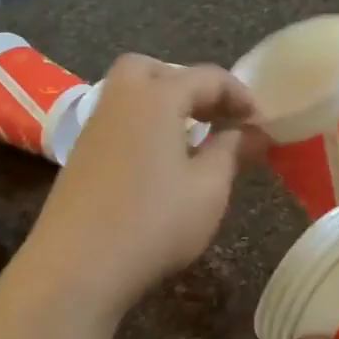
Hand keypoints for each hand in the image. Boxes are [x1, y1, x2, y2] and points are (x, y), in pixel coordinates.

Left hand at [8, 57, 258, 324]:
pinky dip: (143, 128)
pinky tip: (159, 166)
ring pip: (130, 95)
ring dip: (163, 106)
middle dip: (188, 84)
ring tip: (192, 142)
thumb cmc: (154, 223)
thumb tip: (251, 132)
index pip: (206, 77)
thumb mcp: (208, 190)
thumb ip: (231, 152)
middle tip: (214, 116)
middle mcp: (120, 101)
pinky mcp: (79, 157)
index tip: (261, 122)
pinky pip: (118, 123)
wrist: (76, 267)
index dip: (239, 95)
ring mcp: (93, 129)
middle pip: (154, 71)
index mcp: (156, 98)